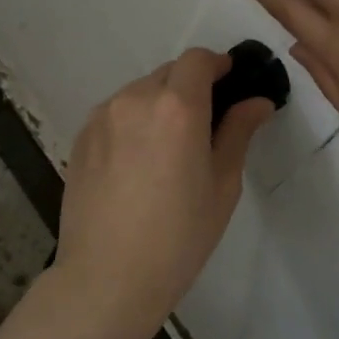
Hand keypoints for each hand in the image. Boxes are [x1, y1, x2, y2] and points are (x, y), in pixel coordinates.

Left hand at [47, 50, 274, 338]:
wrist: (108, 277)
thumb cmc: (179, 236)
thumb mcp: (222, 185)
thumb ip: (238, 132)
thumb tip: (257, 101)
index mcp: (176, 107)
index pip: (198, 60)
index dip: (218, 65)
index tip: (230, 84)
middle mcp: (135, 99)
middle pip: (169, 73)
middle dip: (190, 86)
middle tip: (205, 125)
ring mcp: (102, 117)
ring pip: (139, 92)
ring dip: (160, 104)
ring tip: (168, 150)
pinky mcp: (81, 137)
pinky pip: (116, 114)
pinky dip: (133, 122)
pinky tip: (138, 163)